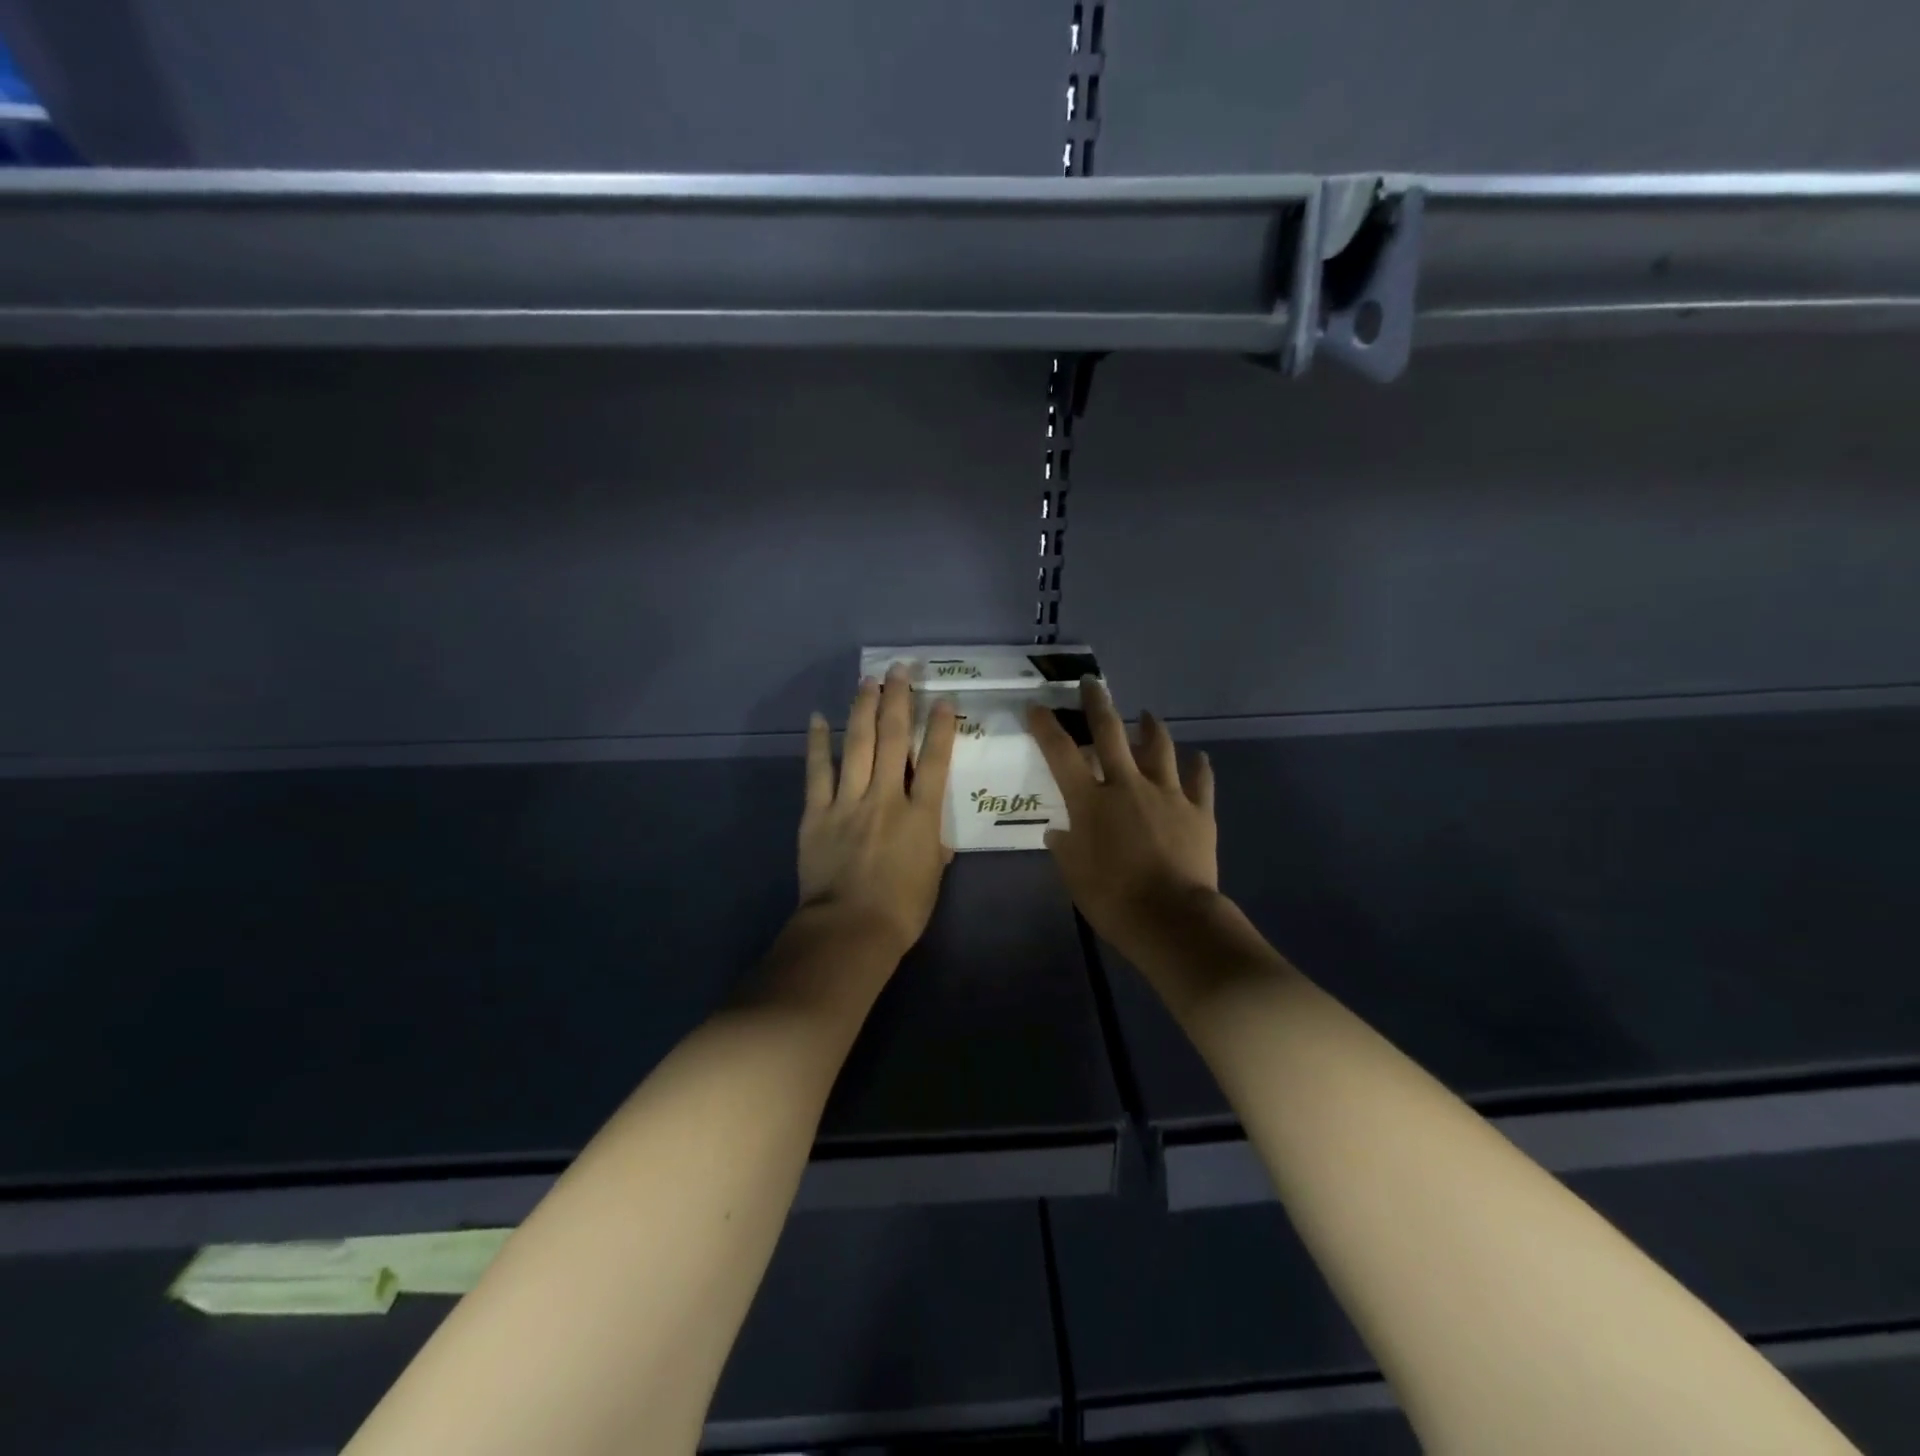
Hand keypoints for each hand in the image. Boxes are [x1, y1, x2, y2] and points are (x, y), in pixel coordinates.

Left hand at [798, 664, 957, 959]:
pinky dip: (818, 743)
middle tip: (900, 671)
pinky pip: (818, 771)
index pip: (936, 760)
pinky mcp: (817, 813)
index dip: (941, 726)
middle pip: (894, 739)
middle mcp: (887, 797)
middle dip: (899, 700)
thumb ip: (933, 846)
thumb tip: (933, 836)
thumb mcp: (932, 877)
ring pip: (859, 744)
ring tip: (868, 681)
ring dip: (863, 709)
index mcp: (921, 815)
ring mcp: (849, 802)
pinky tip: (819, 718)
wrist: (849, 930)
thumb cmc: (901, 910)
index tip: (944, 700)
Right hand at [1028, 679, 1218, 953]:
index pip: (1061, 753)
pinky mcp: (1199, 811)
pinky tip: (1199, 757)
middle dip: (1098, 704)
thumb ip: (1065, 847)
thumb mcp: (1074, 876)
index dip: (1045, 726)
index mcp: (1091, 801)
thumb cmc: (1113, 899)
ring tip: (1147, 715)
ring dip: (1151, 728)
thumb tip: (1059, 831)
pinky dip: (1199, 767)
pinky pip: (1201, 781)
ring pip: (1160, 748)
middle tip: (1092, 683)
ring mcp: (1167, 794)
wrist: (1172, 918)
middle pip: (1110, 733)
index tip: (1036, 705)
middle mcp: (1127, 786)